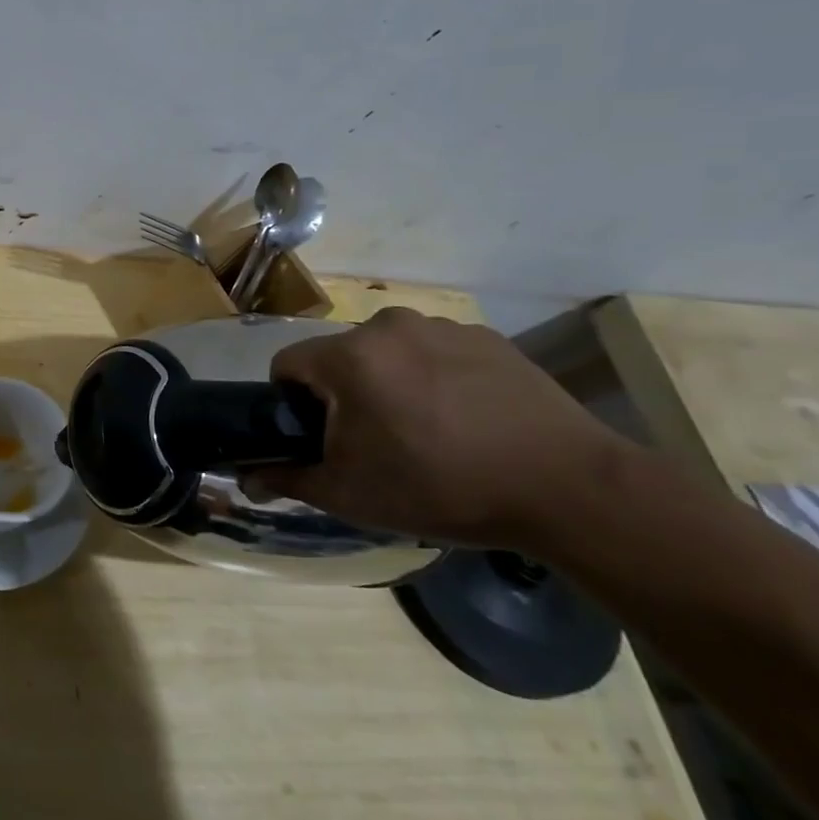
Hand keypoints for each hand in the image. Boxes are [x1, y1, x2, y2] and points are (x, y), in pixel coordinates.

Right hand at [253, 307, 642, 552]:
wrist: (570, 490)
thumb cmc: (442, 487)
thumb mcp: (352, 494)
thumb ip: (288, 479)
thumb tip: (248, 480)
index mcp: (348, 356)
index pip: (287, 365)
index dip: (291, 403)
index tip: (320, 438)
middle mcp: (388, 325)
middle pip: (340, 357)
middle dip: (345, 394)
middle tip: (376, 444)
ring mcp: (443, 326)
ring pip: (389, 352)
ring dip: (391, 383)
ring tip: (428, 433)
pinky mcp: (488, 338)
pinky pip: (436, 353)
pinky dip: (436, 378)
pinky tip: (467, 421)